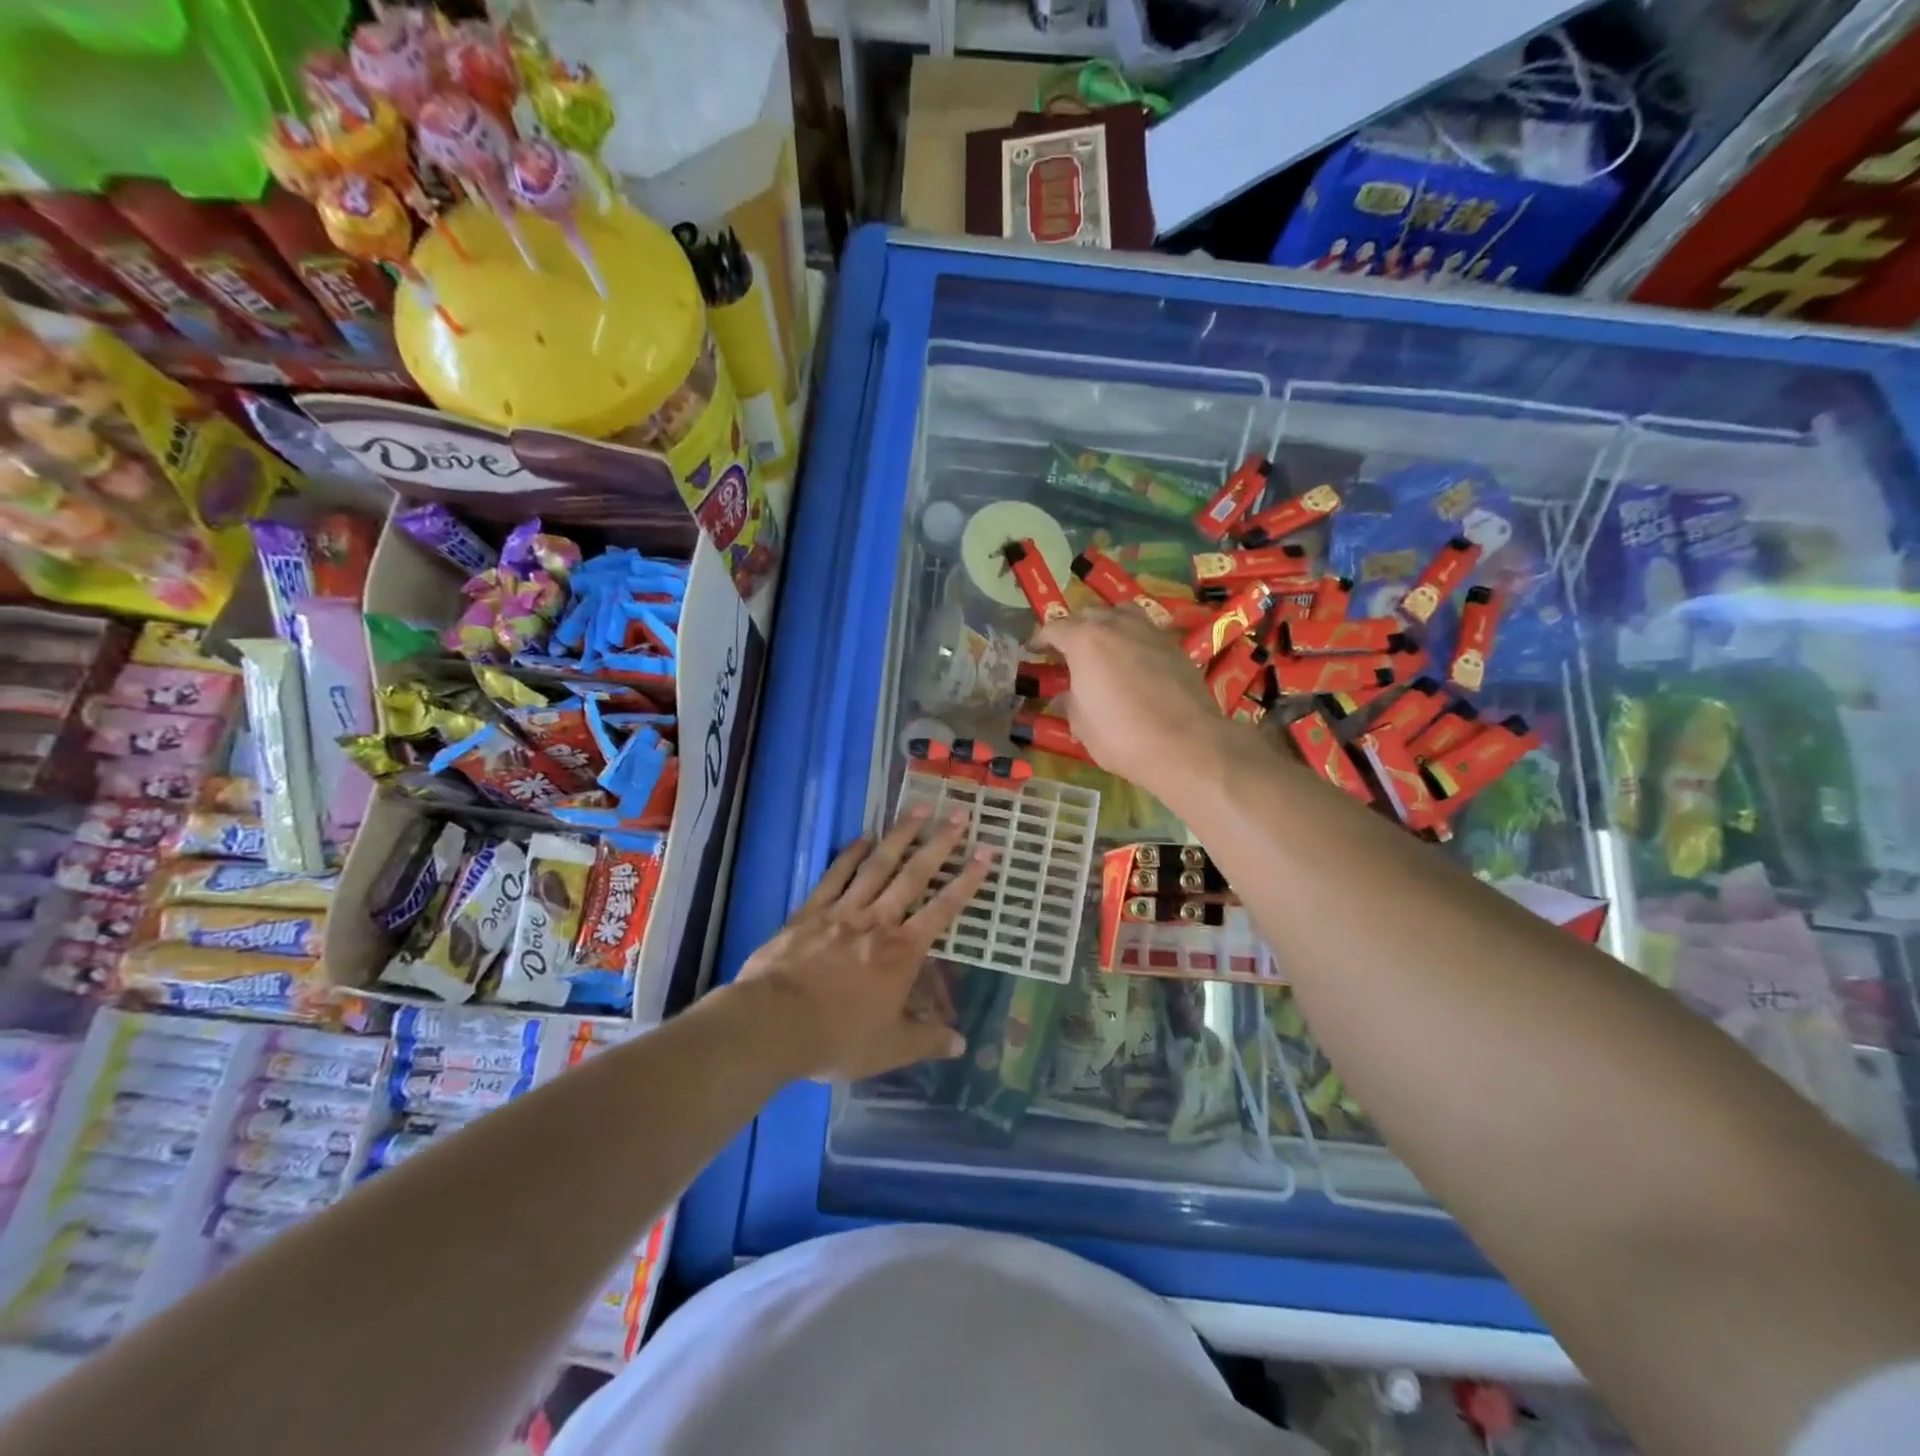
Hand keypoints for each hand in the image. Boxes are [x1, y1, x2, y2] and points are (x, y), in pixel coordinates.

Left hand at [734, 802, 991, 1080]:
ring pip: (877, 866)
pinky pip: (835, 876)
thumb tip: (961, 1044)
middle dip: (939, 844)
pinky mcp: (809, 911)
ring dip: (899, 836)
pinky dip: (850, 855)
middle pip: (914, 875)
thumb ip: (926, 1041)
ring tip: (918, 808)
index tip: (986, 851)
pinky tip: (862, 837)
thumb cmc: (837, 1037)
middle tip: (958, 813)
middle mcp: (877, 922)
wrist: (773, 1023)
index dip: (967, 880)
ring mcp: (842, 911)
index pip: (943, 909)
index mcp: (902, 952)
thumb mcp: (889, 1049)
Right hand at [1035, 606, 1238, 794]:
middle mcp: (1117, 625)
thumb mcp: (1082, 725)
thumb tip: (1064, 697)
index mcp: (1085, 640)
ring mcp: (1150, 632)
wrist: (1186, 744)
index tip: (1034, 650)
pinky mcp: (1175, 647)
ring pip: (1121, 614)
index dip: (1041, 640)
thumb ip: (1070, 703)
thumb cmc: (1121, 736)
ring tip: (1102, 644)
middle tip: (1066, 650)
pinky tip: (1132, 661)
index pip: (1055, 629)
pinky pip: (1145, 632)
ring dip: (1107, 624)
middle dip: (1074, 628)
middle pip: (1089, 614)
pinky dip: (1132, 639)